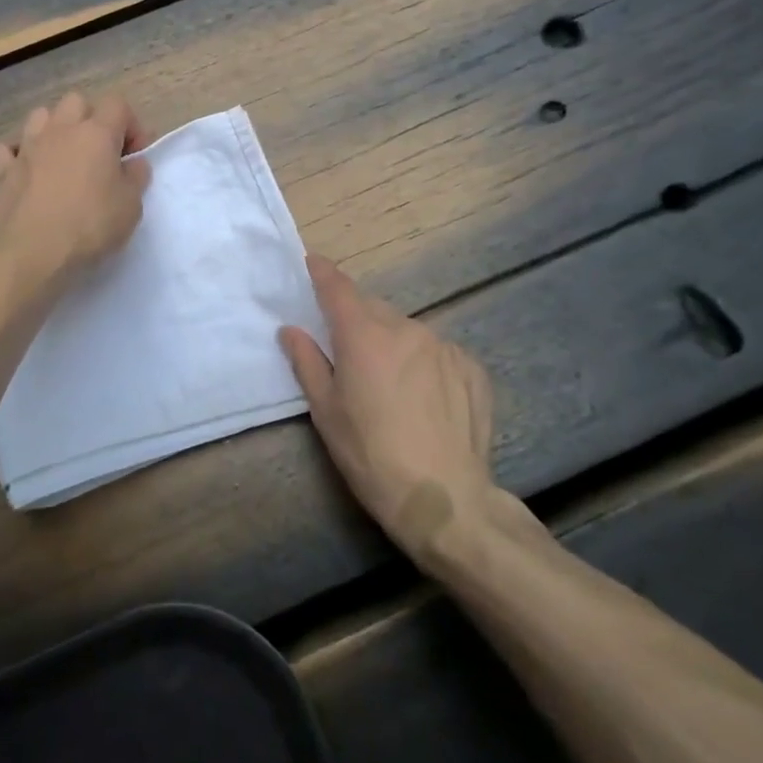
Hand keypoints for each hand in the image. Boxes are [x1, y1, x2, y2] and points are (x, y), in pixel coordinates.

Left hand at [0, 91, 150, 292]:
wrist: (34, 254)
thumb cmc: (91, 227)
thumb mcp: (131, 206)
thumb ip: (136, 177)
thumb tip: (133, 163)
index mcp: (96, 134)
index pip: (117, 105)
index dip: (130, 125)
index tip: (134, 154)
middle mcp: (60, 130)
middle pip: (76, 102)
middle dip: (91, 119)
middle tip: (100, 152)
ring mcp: (27, 148)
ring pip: (40, 115)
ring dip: (54, 129)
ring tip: (62, 156)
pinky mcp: (2, 171)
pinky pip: (7, 148)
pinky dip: (17, 154)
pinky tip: (26, 171)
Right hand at [280, 256, 507, 564]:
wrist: (445, 499)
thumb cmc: (371, 456)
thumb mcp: (326, 412)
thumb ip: (307, 362)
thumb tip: (291, 330)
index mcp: (364, 335)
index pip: (338, 288)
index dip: (323, 273)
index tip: (314, 263)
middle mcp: (406, 328)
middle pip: (374, 309)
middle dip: (358, 319)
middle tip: (349, 350)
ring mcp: (444, 346)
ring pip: (408, 331)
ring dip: (393, 343)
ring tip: (391, 385)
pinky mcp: (472, 368)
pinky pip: (438, 352)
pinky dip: (424, 362)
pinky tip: (426, 399)